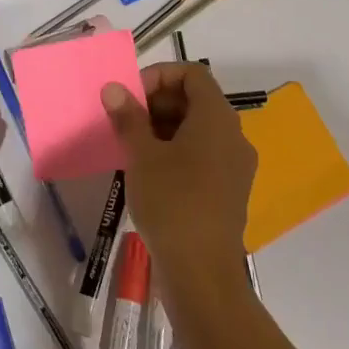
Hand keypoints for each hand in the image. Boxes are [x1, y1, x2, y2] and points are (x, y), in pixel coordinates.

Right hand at [101, 63, 257, 310]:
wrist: (202, 274)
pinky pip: (204, 154)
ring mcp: (235, 165)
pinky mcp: (230, 190)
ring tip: (133, 147)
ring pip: (199, 128)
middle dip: (158, 102)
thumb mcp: (142, 156)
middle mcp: (233, 136)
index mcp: (217, 119)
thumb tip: (113, 88)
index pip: (193, 74)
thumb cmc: (172, 204)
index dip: (160, 75)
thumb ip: (128, 117)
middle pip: (196, 99)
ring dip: (164, 127)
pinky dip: (177, 151)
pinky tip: (150, 172)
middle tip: (126, 122)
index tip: (132, 97)